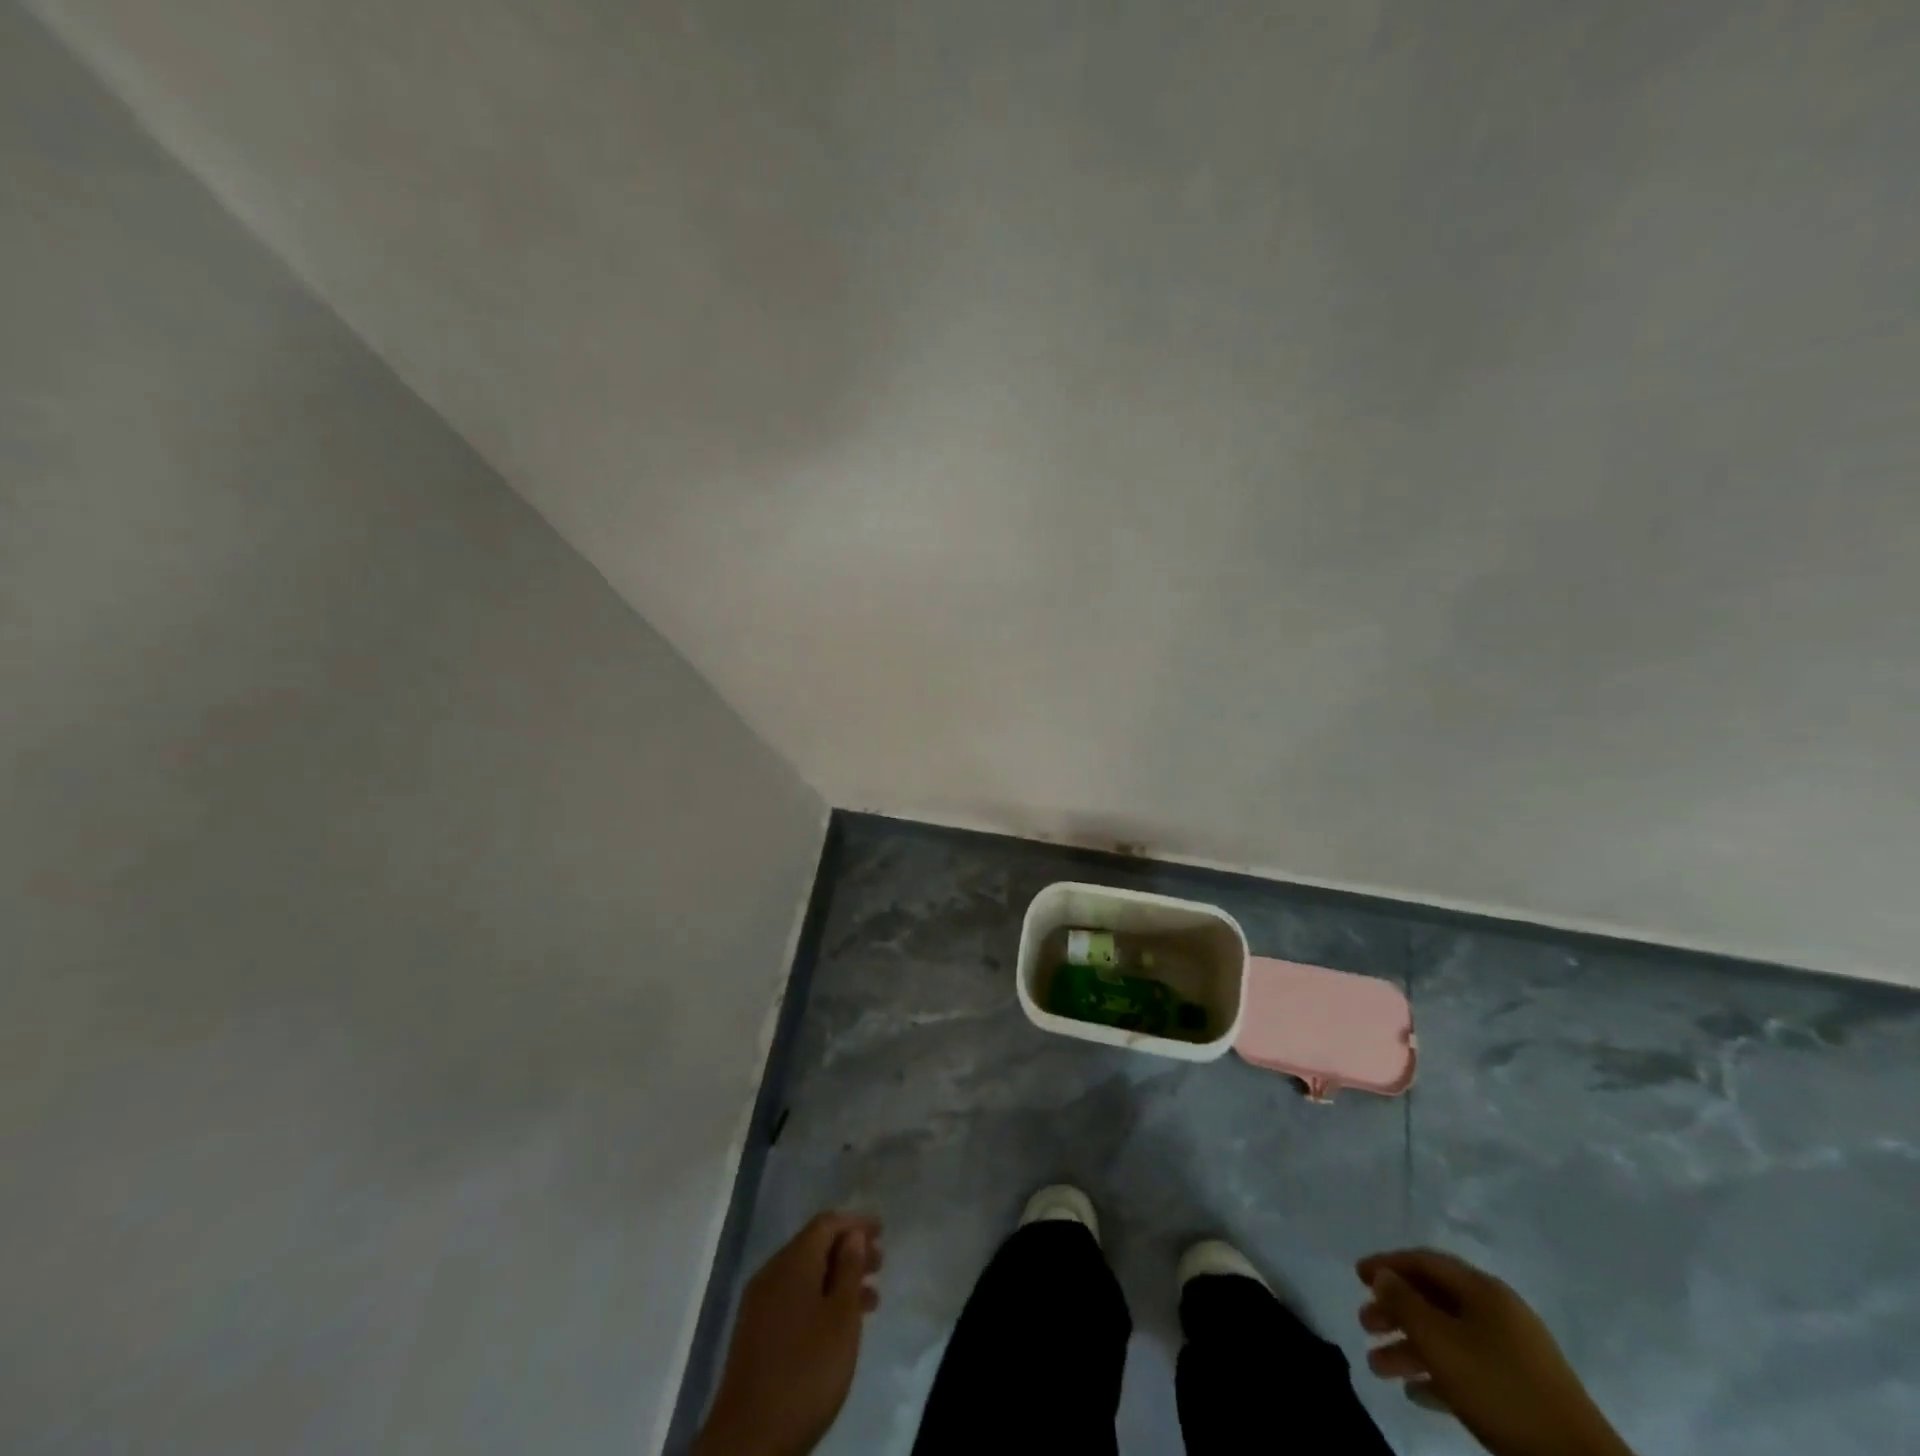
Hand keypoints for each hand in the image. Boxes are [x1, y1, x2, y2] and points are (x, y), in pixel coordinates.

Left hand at [695, 1212, 882, 1455]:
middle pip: (814, 1246)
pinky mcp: (755, 1334)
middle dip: (849, 1250)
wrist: (748, 1441)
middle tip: (880, 1265)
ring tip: (870, 1300)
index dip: (855, 1223)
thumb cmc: (805, 1372)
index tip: (882, 1231)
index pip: (826, 1223)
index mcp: (792, 1262)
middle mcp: (772, 1273)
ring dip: (837, 1279)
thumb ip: (849, 1270)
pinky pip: (793, 1299)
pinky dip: (819, 1299)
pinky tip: (838, 1325)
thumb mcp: (841, 1319)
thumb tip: (852, 1235)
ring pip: (805, 1275)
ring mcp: (759, 1305)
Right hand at [1355, 1249, 1632, 1455]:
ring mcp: (1514, 1352)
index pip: (1424, 1261)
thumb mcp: (1440, 1342)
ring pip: (1448, 1337)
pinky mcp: (1522, 1389)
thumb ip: (1404, 1302)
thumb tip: (1383, 1276)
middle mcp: (1498, 1312)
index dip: (1387, 1264)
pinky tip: (1416, 1393)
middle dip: (1395, 1311)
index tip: (1357, 1276)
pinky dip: (1439, 1374)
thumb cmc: (1500, 1388)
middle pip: (1434, 1299)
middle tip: (1364, 1324)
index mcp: (1483, 1290)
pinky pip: (1469, 1368)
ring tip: (1379, 1366)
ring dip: (1410, 1348)